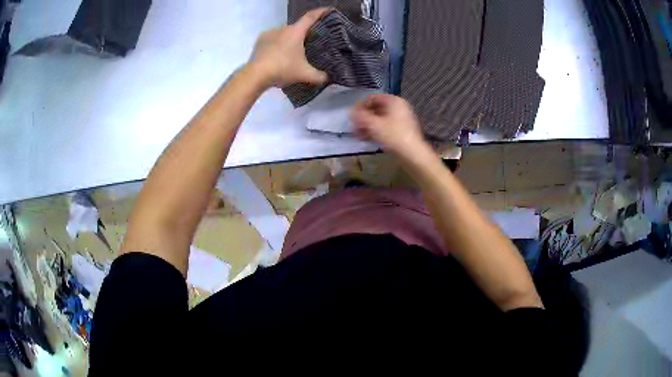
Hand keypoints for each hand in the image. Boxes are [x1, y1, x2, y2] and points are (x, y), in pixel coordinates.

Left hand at [249, 8, 329, 87]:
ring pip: (284, 33)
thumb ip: (319, 76)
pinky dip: (278, 44)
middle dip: (304, 32)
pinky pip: (273, 39)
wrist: (256, 75)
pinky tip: (279, 53)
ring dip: (290, 39)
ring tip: (293, 51)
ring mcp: (269, 33)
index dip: (321, 12)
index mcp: (296, 31)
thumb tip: (328, 78)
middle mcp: (283, 28)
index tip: (329, 10)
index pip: (311, 17)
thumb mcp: (305, 74)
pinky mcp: (260, 41)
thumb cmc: (283, 69)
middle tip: (310, 41)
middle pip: (297, 27)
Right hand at [351, 94, 429, 157]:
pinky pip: (385, 127)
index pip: (372, 98)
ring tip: (357, 135)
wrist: (412, 153)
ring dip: (367, 126)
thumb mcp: (374, 125)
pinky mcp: (401, 130)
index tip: (352, 116)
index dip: (360, 106)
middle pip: (375, 109)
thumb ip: (360, 117)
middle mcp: (398, 107)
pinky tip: (366, 139)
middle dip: (363, 118)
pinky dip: (375, 131)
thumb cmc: (393, 135)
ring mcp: (400, 119)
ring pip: (379, 119)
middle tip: (353, 127)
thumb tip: (350, 112)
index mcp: (393, 101)